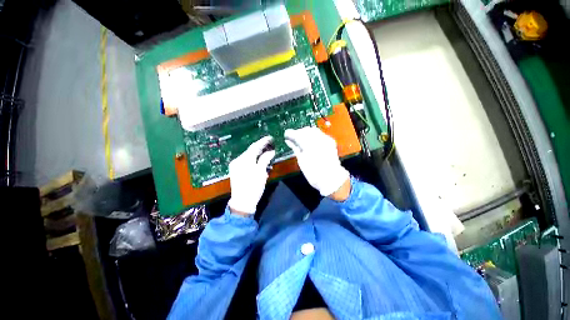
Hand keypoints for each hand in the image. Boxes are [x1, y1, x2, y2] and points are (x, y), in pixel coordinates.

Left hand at [227, 136, 274, 214]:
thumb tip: (271, 151)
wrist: (242, 202)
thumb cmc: (253, 187)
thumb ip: (265, 159)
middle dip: (261, 148)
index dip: (263, 142)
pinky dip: (253, 160)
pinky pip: (246, 161)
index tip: (270, 138)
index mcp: (244, 160)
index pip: (255, 147)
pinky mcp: (236, 170)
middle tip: (270, 145)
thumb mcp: (261, 172)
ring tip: (266, 153)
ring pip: (248, 156)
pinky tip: (259, 161)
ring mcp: (236, 165)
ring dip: (257, 154)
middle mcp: (238, 160)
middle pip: (251, 151)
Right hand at [284, 127, 349, 197]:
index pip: (298, 134)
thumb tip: (289, 140)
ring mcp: (325, 139)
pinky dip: (313, 136)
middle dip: (298, 132)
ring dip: (305, 133)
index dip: (291, 133)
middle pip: (306, 130)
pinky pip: (319, 134)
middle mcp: (318, 139)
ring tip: (300, 139)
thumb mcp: (301, 161)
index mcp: (310, 145)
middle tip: (292, 137)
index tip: (286, 134)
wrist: (330, 179)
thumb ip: (295, 148)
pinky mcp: (330, 142)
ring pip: (313, 131)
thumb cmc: (313, 172)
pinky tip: (309, 140)